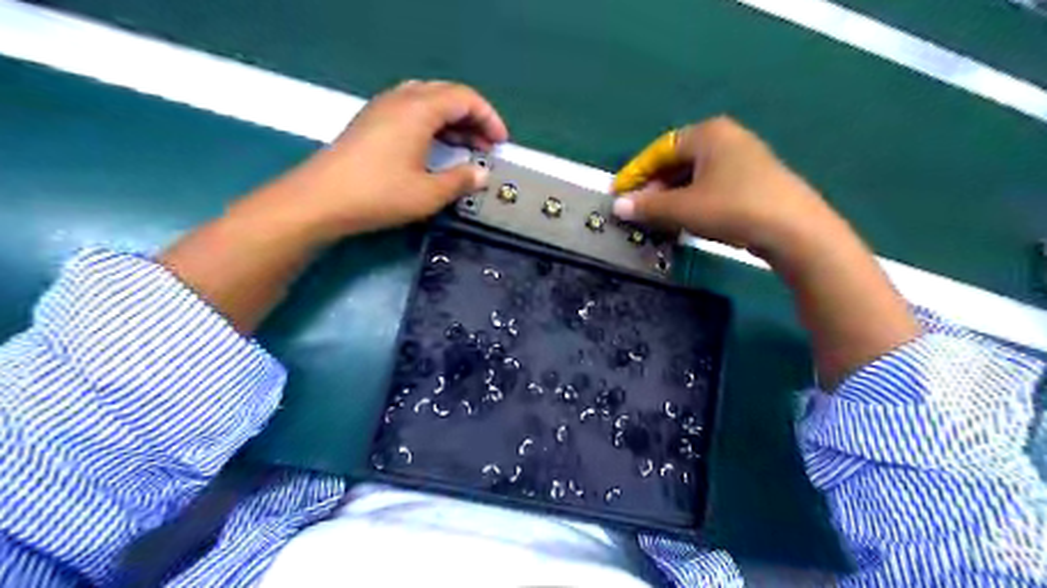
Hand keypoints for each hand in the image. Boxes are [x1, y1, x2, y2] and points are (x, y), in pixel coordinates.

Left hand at [275, 78, 509, 238]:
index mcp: (419, 109)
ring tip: (465, 148)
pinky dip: (431, 124)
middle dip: (472, 118)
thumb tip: (482, 174)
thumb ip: (461, 181)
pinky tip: (435, 148)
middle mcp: (401, 99)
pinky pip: (410, 111)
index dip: (489, 118)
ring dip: (451, 121)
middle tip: (486, 146)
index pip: (465, 98)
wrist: (321, 199)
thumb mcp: (429, 194)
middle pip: (446, 95)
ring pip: (427, 101)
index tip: (501, 143)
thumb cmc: (379, 194)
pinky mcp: (370, 122)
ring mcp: (382, 108)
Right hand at [615, 118, 835, 258]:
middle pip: (678, 161)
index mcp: (707, 133)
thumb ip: (648, 205)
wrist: (794, 230)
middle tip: (639, 209)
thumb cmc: (732, 208)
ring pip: (695, 175)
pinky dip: (694, 200)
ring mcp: (744, 158)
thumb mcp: (683, 208)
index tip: (618, 194)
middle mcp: (726, 138)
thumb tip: (618, 206)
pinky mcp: (755, 179)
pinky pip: (713, 184)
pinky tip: (688, 219)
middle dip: (655, 186)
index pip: (659, 150)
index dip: (635, 173)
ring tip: (659, 218)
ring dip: (673, 196)